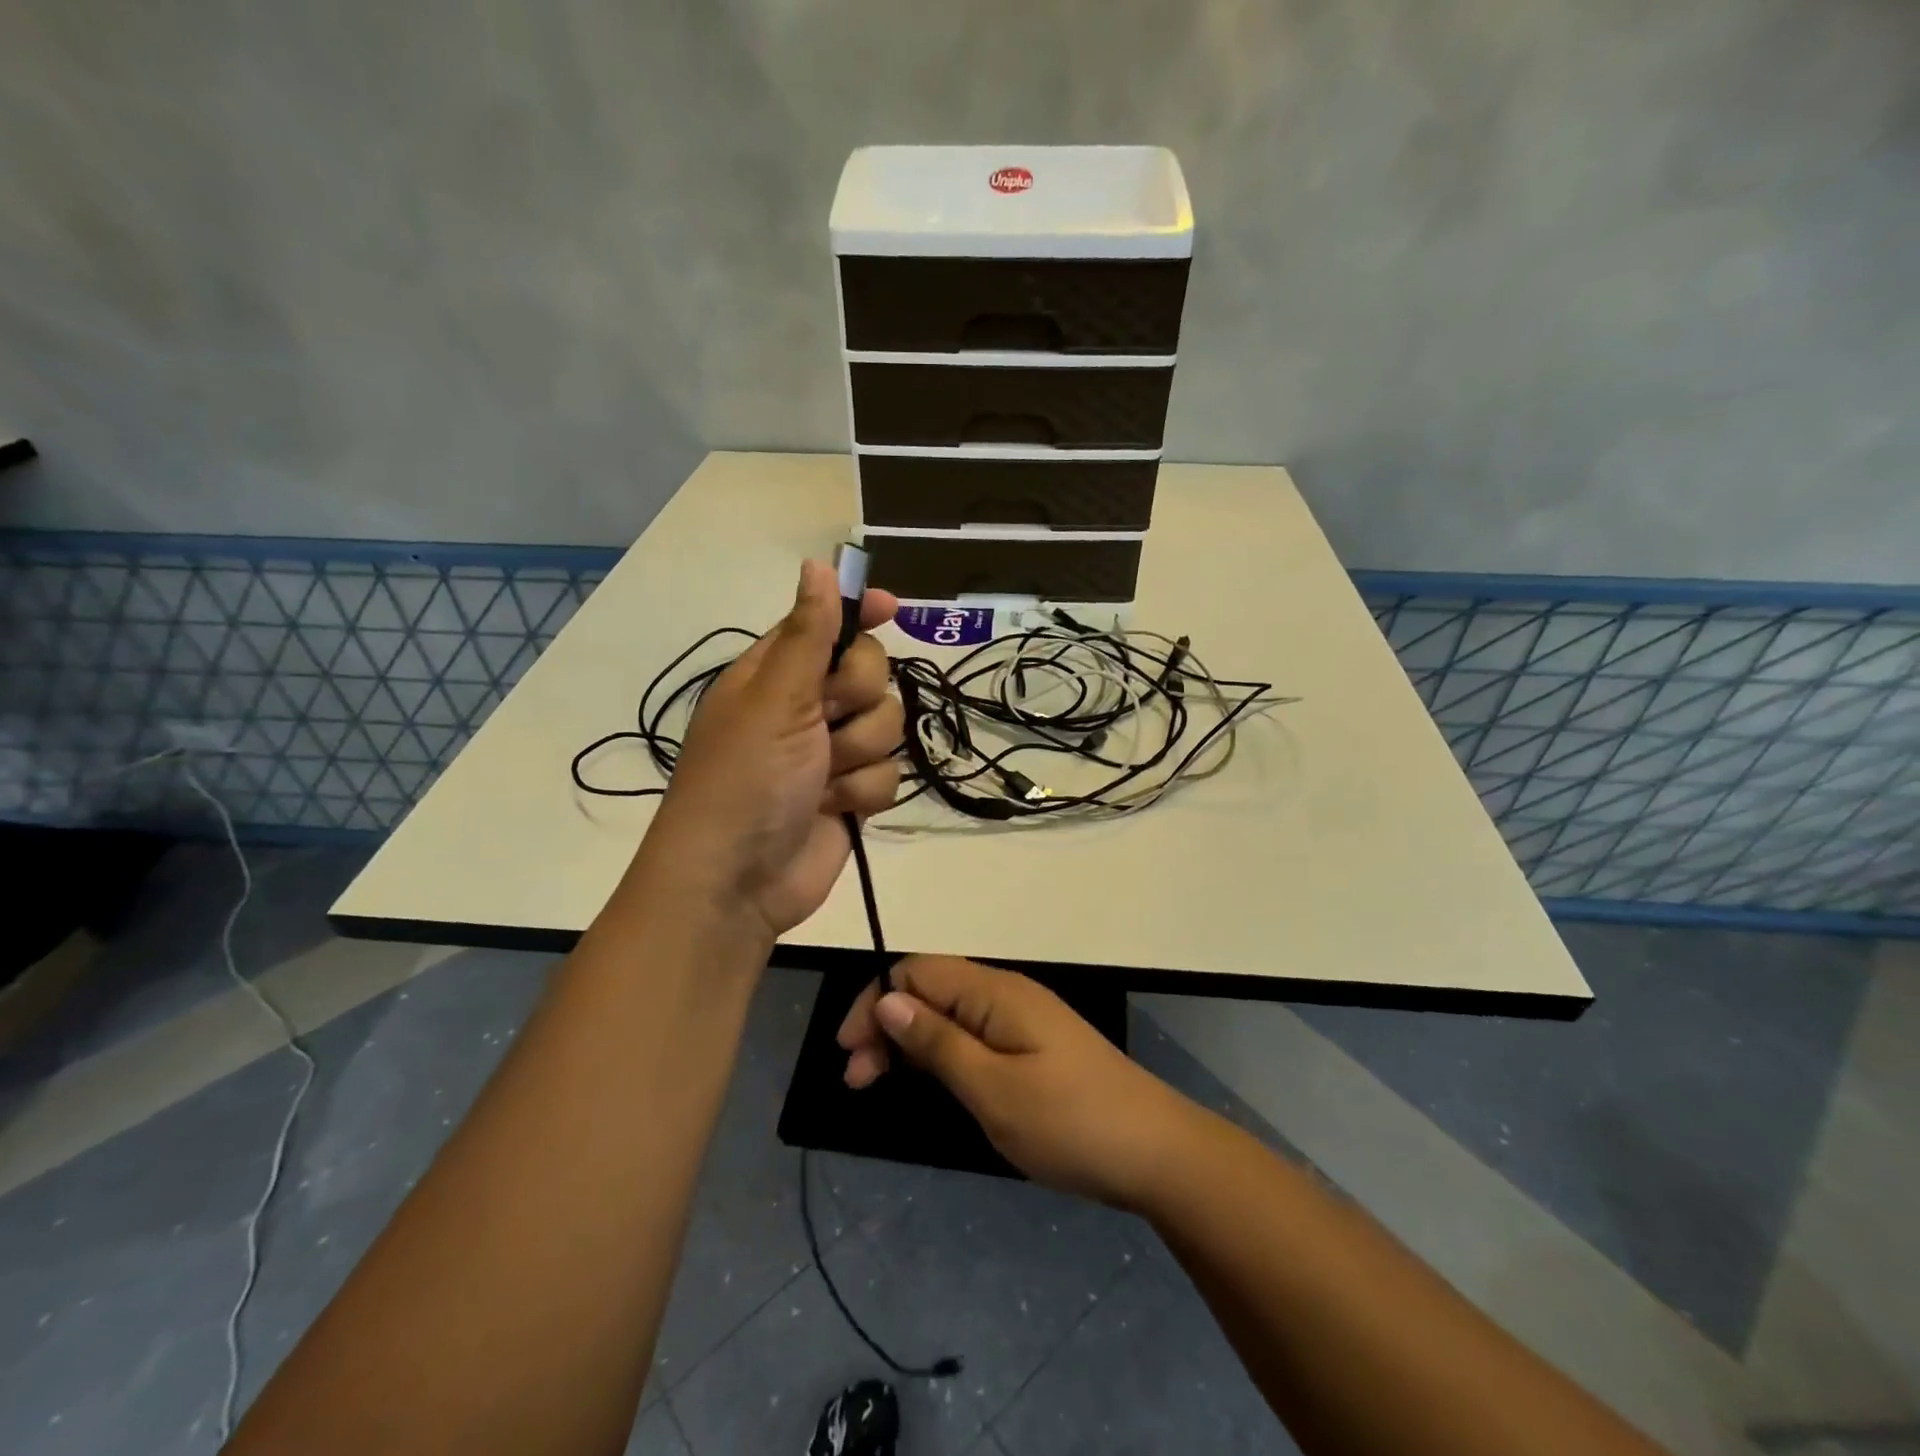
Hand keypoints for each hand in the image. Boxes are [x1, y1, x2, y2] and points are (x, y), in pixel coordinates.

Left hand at [640, 560, 901, 939]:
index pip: (826, 624)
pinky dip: (864, 793)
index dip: (857, 614)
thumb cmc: (745, 778)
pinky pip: (889, 775)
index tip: (890, 608)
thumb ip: (807, 634)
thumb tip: (818, 562)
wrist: (738, 882)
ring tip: (823, 779)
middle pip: (870, 673)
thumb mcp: (774, 699)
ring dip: (859, 753)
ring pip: (887, 726)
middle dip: (856, 699)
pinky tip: (836, 809)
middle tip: (826, 719)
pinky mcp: (851, 795)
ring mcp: (830, 753)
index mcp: (775, 674)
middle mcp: (805, 708)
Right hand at [836, 955, 1201, 1209]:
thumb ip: (938, 1042)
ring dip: (909, 1042)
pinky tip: (927, 1081)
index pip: (917, 971)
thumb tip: (887, 999)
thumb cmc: (1070, 1122)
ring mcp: (1021, 1020)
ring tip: (878, 1083)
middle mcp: (1005, 994)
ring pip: (949, 1014)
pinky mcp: (1032, 1047)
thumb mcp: (993, 1088)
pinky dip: (940, 1054)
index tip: (848, 1052)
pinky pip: (971, 1035)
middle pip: (930, 990)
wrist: (1156, 1153)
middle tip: (857, 1080)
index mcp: (995, 991)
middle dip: (886, 1025)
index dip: (875, 1001)